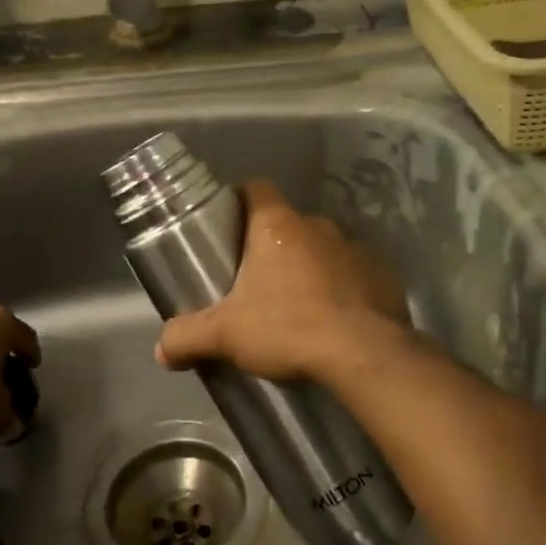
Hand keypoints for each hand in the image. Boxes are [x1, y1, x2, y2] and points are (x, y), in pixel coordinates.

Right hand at [156, 180, 412, 383]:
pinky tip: (335, 321)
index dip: (240, 200)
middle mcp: (318, 227)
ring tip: (298, 307)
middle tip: (255, 282)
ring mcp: (356, 250)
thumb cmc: (288, 329)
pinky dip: (343, 290)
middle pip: (288, 225)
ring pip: (323, 250)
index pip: (257, 189)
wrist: (364, 356)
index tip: (228, 224)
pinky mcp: (383, 277)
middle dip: (272, 247)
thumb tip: (162, 350)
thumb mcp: (225, 335)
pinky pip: (355, 275)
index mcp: (278, 227)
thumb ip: (187, 337)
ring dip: (309, 269)